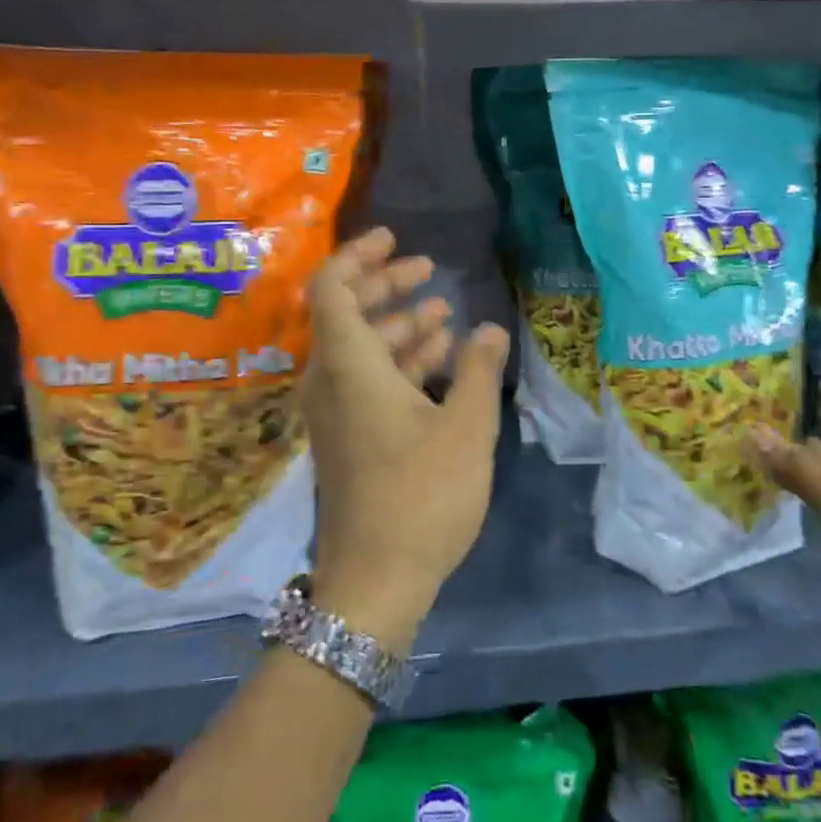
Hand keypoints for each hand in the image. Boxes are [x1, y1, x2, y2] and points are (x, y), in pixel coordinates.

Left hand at [302, 228, 510, 655]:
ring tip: (443, 311)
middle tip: (427, 268)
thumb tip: (489, 328)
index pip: (332, 289)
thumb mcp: (466, 429)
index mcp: (350, 368)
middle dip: (386, 284)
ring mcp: (336, 412)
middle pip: (347, 313)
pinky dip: (398, 359)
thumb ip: (478, 370)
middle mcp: (331, 381)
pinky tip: (439, 357)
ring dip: (398, 323)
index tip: (394, 238)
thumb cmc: (422, 497)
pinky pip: (367, 378)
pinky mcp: (348, 436)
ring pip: (361, 348)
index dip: (359, 256)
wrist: (374, 582)